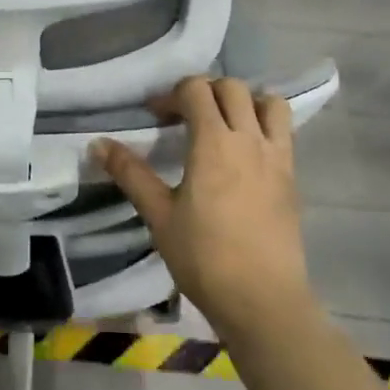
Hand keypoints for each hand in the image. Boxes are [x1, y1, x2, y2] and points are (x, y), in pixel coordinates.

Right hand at [94, 76, 317, 344]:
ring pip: (269, 102)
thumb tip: (96, 144)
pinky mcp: (292, 177)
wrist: (263, 301)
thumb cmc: (204, 258)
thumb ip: (130, 173)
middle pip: (232, 87)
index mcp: (214, 142)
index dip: (172, 95)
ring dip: (245, 102)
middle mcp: (249, 139)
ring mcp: (277, 157)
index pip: (196, 90)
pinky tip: (246, 154)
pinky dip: (265, 125)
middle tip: (185, 117)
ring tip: (224, 125)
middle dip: (205, 91)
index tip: (156, 117)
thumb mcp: (159, 215)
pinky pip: (284, 132)